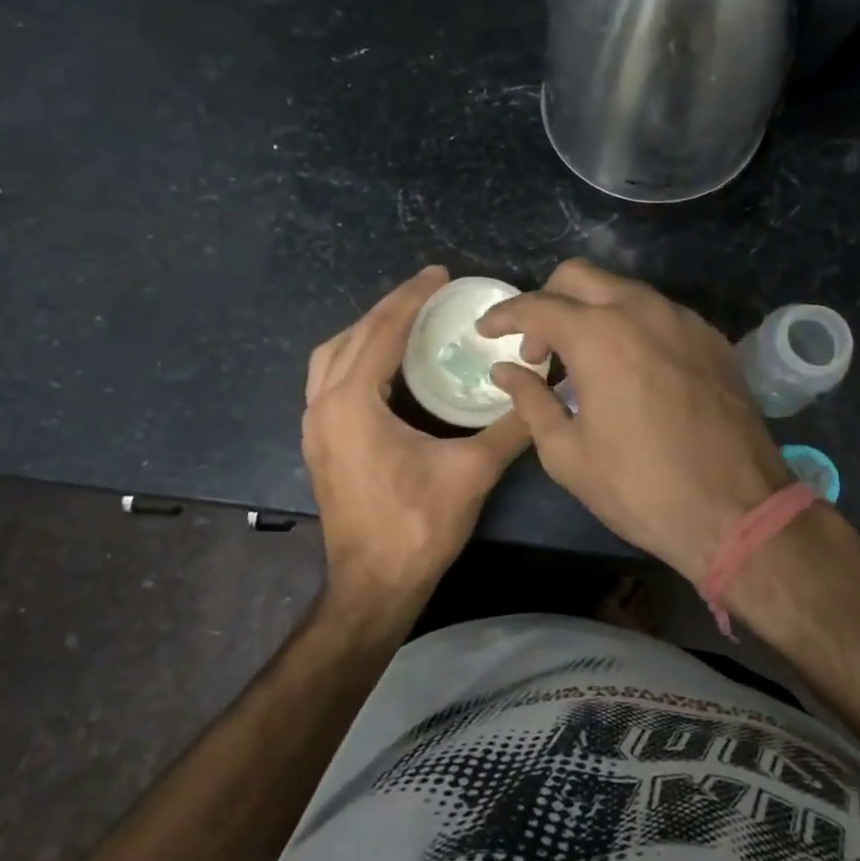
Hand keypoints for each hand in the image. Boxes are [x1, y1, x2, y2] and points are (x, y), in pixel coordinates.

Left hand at [303, 265, 530, 599]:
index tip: (440, 273)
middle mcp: (323, 405)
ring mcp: (314, 425)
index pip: (382, 331)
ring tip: (405, 319)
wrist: (372, 587)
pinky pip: (328, 378)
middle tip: (428, 291)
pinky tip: (384, 363)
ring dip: (366, 330)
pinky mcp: (318, 442)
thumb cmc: (417, 528)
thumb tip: (545, 391)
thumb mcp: (471, 474)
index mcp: (352, 403)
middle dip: (389, 307)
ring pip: (331, 355)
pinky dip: (354, 356)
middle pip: (352, 335)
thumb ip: (510, 428)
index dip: (413, 297)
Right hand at [478, 259, 790, 580]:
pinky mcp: (711, 339)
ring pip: (622, 290)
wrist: (739, 512)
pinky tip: (630, 369)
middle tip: (539, 350)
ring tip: (584, 362)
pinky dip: (630, 326)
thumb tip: (506, 371)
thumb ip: (530, 401)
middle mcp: (641, 311)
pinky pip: (658, 313)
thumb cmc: (640, 487)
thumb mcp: (567, 454)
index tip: (486, 331)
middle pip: (579, 276)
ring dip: (591, 312)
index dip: (504, 315)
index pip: (537, 306)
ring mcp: (683, 320)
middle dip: (547, 302)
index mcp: (599, 336)